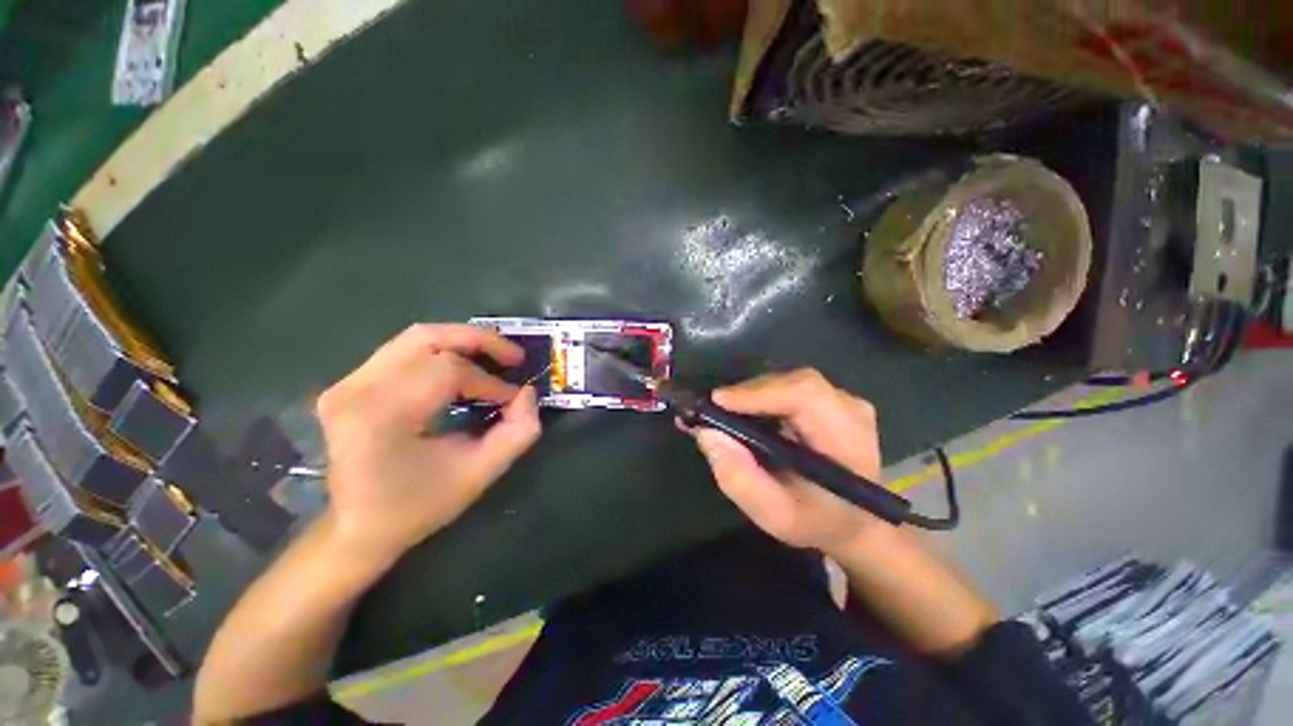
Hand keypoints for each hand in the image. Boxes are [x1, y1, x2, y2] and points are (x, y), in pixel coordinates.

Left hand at [315, 324, 540, 564]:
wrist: (358, 528)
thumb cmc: (414, 510)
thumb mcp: (470, 479)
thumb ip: (511, 437)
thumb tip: (528, 395)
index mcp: (382, 413)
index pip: (445, 371)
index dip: (487, 380)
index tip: (515, 396)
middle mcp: (357, 386)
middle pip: (424, 339)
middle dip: (474, 341)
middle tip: (511, 354)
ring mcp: (345, 382)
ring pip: (408, 340)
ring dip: (452, 344)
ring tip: (487, 358)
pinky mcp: (342, 384)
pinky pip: (393, 355)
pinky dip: (427, 357)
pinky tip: (450, 370)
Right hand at [691, 368, 886, 555]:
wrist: (858, 524)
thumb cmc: (817, 523)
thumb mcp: (774, 515)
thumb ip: (741, 479)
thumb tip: (707, 434)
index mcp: (846, 440)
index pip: (806, 396)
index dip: (760, 393)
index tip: (717, 402)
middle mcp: (853, 411)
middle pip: (799, 383)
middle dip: (752, 393)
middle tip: (713, 411)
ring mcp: (851, 403)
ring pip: (797, 383)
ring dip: (760, 395)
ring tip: (727, 415)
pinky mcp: (841, 403)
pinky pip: (801, 390)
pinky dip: (772, 398)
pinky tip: (753, 417)